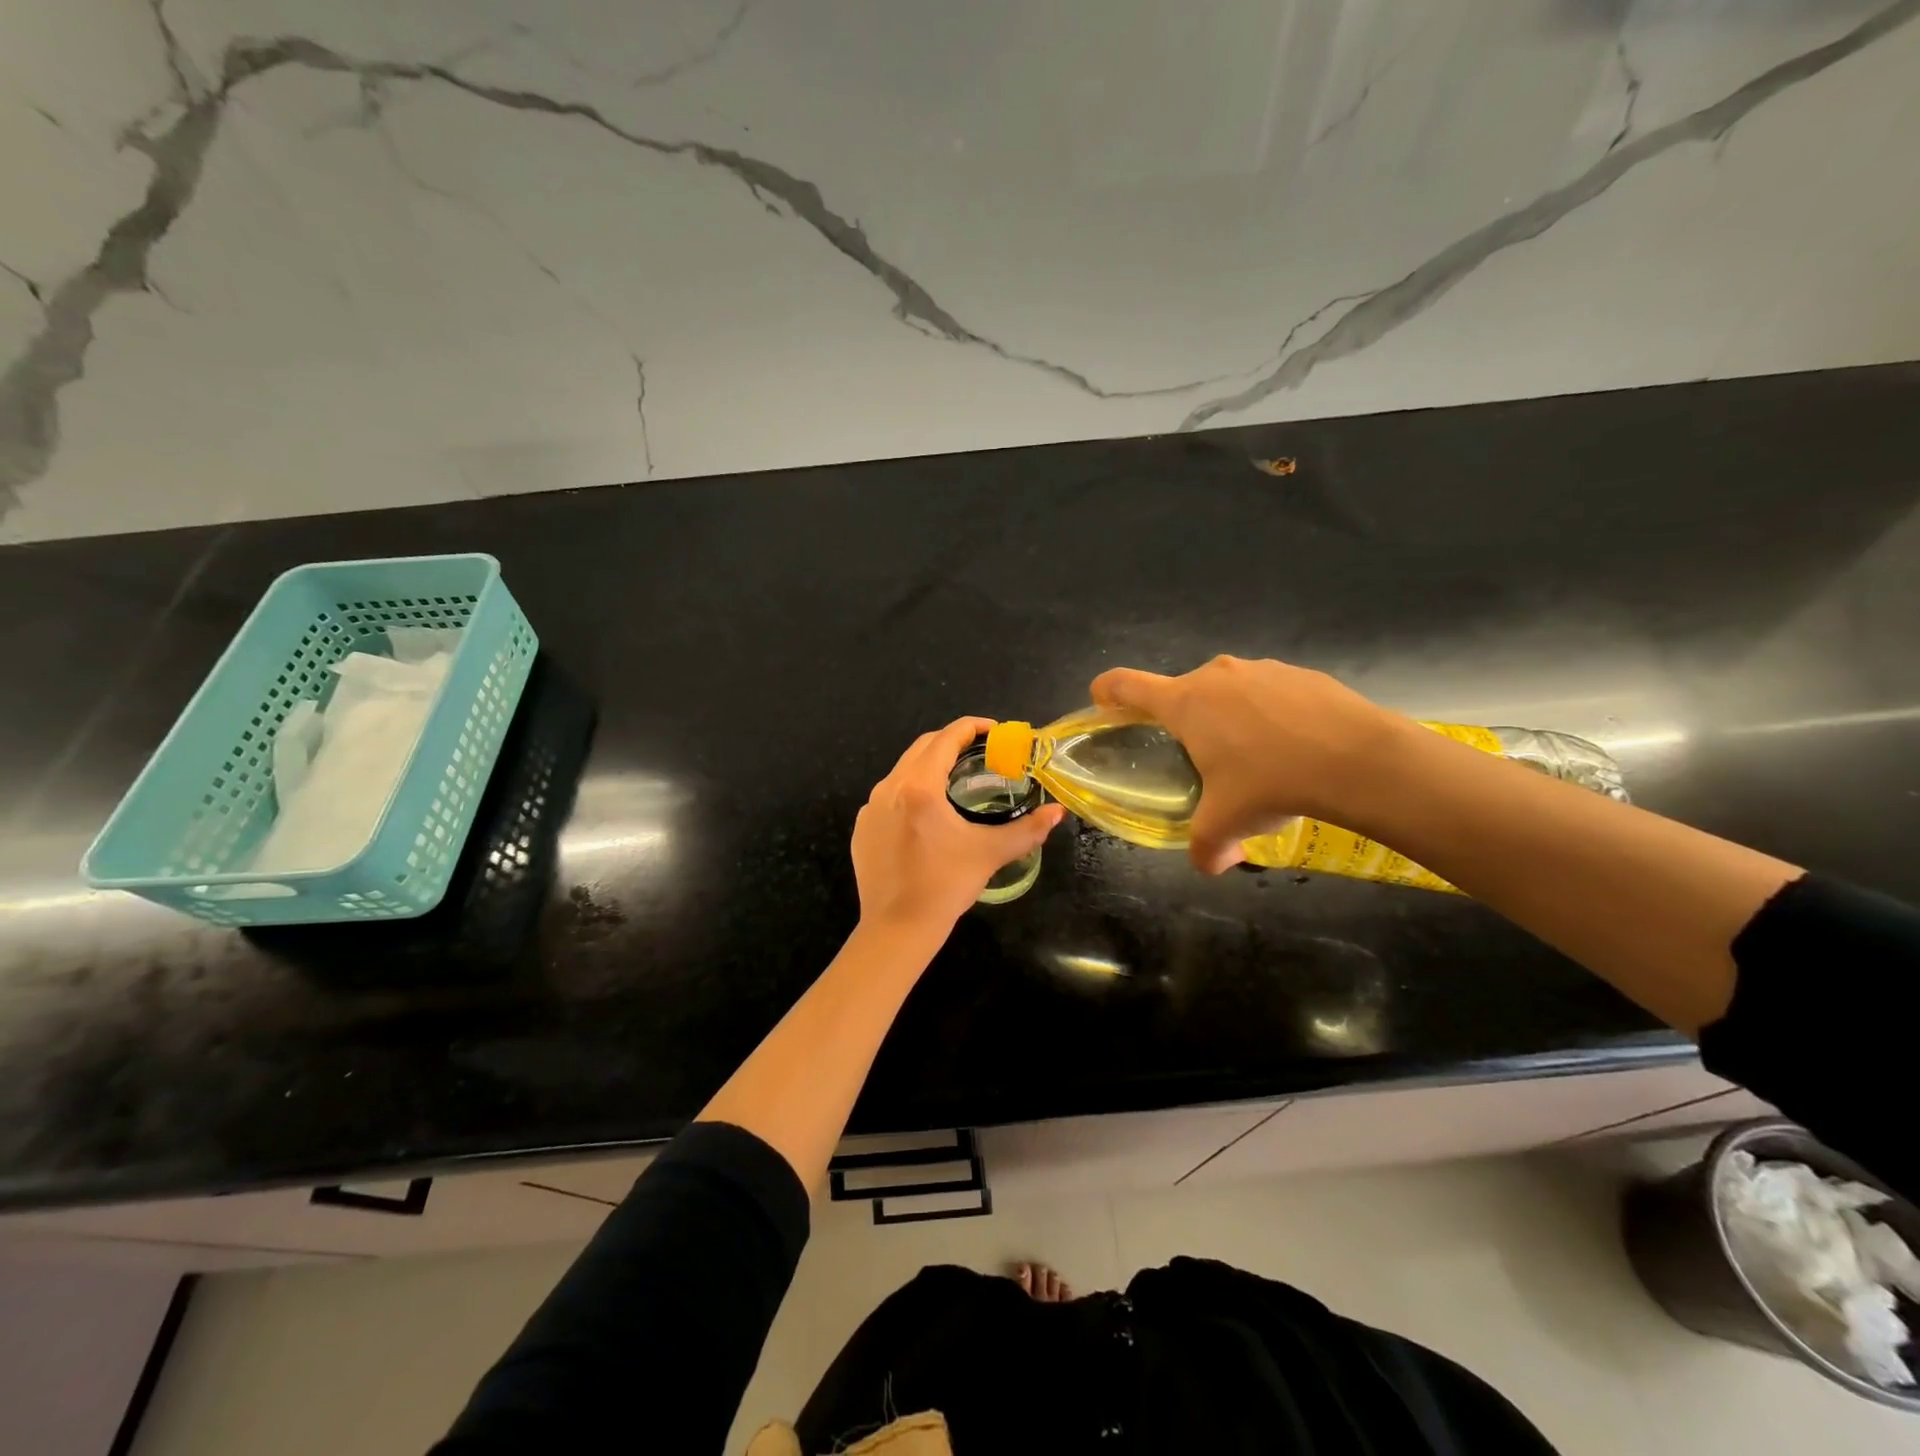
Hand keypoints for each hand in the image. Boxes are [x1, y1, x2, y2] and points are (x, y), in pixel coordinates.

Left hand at [853, 716, 1065, 933]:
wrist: (897, 928)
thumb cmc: (945, 886)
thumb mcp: (990, 854)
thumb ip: (1027, 830)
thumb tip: (1056, 813)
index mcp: (919, 787)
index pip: (947, 738)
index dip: (972, 727)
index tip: (994, 731)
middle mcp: (889, 787)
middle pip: (922, 747)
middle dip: (952, 742)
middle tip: (980, 752)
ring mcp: (870, 807)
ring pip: (903, 770)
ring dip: (930, 765)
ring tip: (956, 780)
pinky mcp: (862, 827)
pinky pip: (888, 795)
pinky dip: (910, 791)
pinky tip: (927, 814)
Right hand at [1090, 655, 1404, 873]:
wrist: (1359, 759)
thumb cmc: (1272, 782)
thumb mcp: (1228, 824)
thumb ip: (1206, 848)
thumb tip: (1209, 865)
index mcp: (1185, 703)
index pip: (1127, 685)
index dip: (1106, 692)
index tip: (1102, 703)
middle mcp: (1216, 675)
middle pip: (1182, 692)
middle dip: (1183, 722)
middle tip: (1200, 759)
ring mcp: (1261, 669)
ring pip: (1228, 691)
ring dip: (1229, 718)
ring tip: (1255, 758)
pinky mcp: (1300, 673)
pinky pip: (1269, 692)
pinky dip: (1269, 715)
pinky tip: (1294, 747)